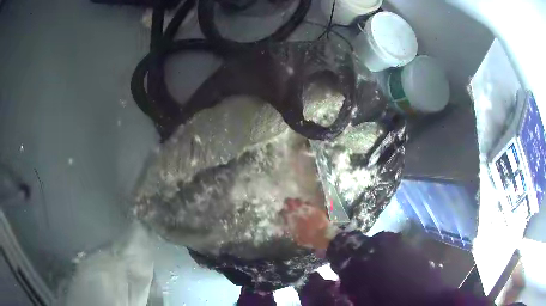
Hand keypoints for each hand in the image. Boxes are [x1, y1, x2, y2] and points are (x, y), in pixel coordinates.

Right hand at [281, 198, 333, 250]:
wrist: (324, 236)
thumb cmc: (309, 239)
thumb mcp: (297, 237)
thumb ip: (291, 229)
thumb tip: (287, 225)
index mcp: (292, 219)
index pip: (283, 212)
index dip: (281, 212)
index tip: (281, 213)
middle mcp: (298, 211)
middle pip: (290, 202)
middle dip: (287, 202)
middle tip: (287, 204)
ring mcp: (307, 208)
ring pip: (299, 200)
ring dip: (296, 201)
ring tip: (296, 204)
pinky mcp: (315, 207)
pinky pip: (308, 202)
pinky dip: (306, 203)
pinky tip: (306, 206)